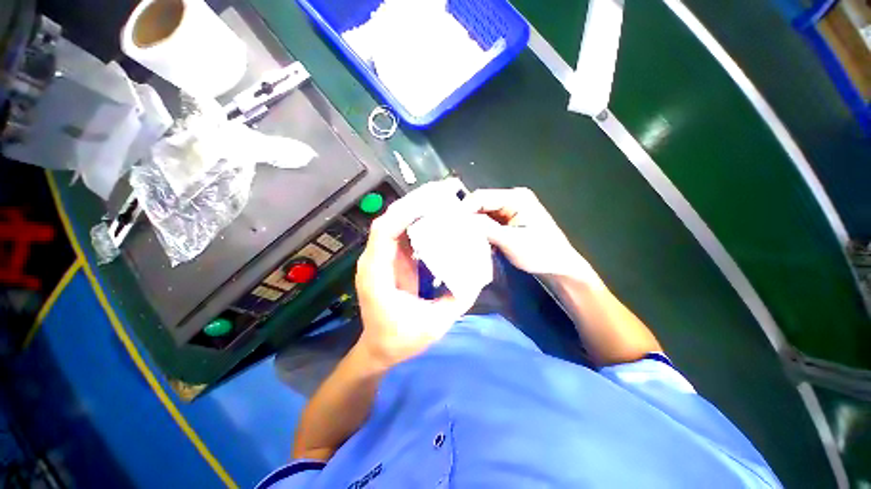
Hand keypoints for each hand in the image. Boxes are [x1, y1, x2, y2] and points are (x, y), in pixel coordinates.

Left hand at [355, 181, 475, 366]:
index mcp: (376, 275)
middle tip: (442, 190)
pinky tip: (434, 216)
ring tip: (440, 197)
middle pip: (389, 220)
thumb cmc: (401, 339)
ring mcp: (381, 259)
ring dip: (415, 208)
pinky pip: (401, 234)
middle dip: (413, 202)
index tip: (431, 200)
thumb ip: (457, 299)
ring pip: (395, 223)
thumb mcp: (435, 324)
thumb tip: (477, 273)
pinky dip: (416, 221)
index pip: (385, 232)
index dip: (405, 212)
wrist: (380, 348)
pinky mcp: (390, 260)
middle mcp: (374, 260)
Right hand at [464, 188, 600, 283]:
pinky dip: (480, 230)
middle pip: (481, 204)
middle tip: (454, 232)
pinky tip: (474, 239)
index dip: (464, 209)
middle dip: (467, 217)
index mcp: (516, 198)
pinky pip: (489, 222)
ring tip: (461, 236)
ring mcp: (510, 210)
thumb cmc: (540, 252)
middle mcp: (512, 199)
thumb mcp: (511, 241)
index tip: (451, 224)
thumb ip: (486, 228)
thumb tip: (461, 220)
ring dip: (473, 225)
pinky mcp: (509, 222)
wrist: (559, 267)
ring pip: (483, 214)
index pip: (481, 196)